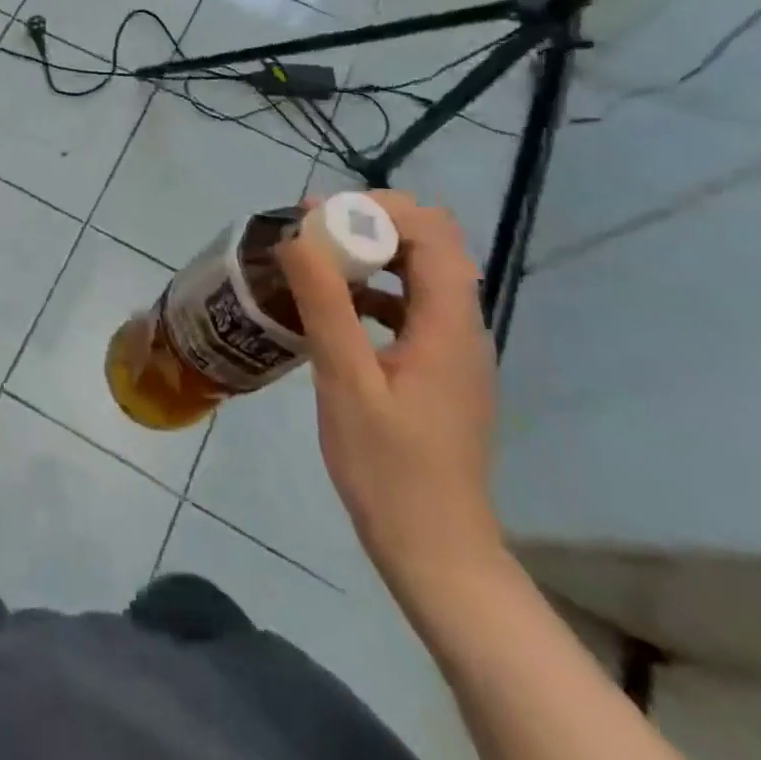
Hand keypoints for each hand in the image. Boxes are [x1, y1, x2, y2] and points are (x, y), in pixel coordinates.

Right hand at [278, 192, 501, 599]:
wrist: (435, 550)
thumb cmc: (388, 467)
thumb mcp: (346, 381)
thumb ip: (326, 304)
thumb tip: (298, 236)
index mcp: (448, 324)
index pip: (432, 232)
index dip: (378, 209)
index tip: (319, 215)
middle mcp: (462, 327)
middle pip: (430, 245)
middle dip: (371, 225)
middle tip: (312, 234)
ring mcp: (454, 350)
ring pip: (421, 274)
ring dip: (372, 256)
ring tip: (315, 264)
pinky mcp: (440, 370)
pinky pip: (412, 308)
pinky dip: (375, 292)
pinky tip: (335, 311)